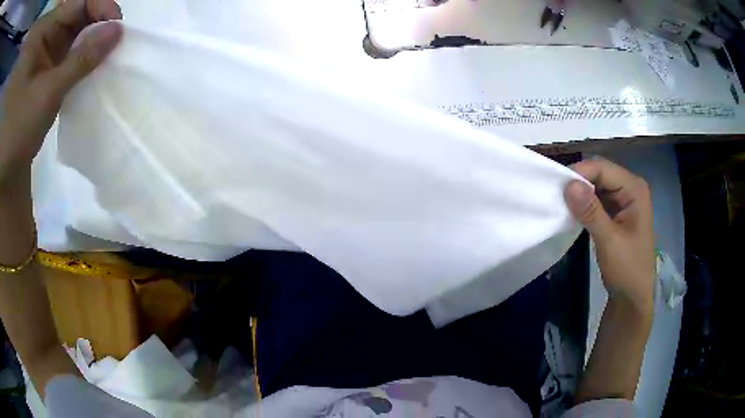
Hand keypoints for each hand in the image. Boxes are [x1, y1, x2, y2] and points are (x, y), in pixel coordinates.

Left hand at [0, 0, 121, 180]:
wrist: (4, 174)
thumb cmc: (16, 132)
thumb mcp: (46, 94)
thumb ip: (81, 60)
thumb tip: (117, 31)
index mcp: (44, 31)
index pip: (80, 2)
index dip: (101, 8)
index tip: (116, 28)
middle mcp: (45, 34)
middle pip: (79, 14)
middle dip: (97, 26)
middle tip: (114, 44)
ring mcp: (43, 52)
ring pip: (74, 33)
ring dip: (89, 43)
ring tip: (105, 57)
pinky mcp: (43, 69)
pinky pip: (67, 52)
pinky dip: (79, 58)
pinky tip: (89, 68)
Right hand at [564, 159, 654, 313]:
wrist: (633, 297)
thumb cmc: (628, 270)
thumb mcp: (610, 242)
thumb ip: (591, 212)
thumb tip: (568, 184)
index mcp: (634, 189)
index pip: (602, 168)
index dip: (580, 173)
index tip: (556, 186)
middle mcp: (630, 188)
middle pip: (599, 173)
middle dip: (578, 181)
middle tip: (555, 194)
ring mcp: (623, 200)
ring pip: (596, 185)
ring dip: (580, 193)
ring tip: (560, 201)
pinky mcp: (616, 212)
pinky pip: (597, 199)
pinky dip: (584, 203)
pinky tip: (572, 211)